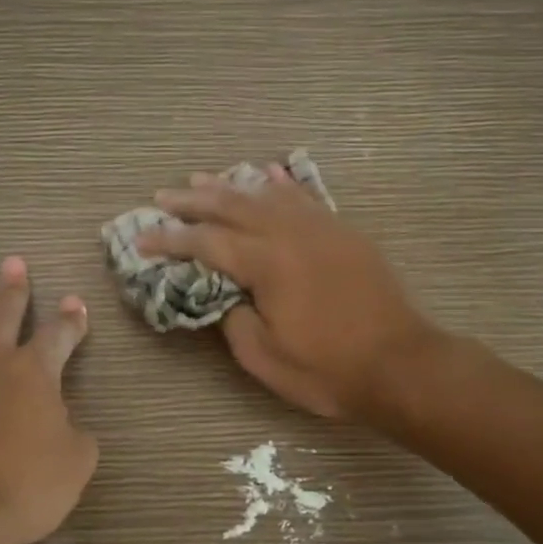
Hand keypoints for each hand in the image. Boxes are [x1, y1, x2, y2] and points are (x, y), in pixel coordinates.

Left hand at [0, 257, 97, 543]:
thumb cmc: (25, 483)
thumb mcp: (74, 464)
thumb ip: (75, 438)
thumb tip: (66, 428)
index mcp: (34, 373)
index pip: (58, 336)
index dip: (71, 320)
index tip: (76, 301)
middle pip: (3, 317)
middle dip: (12, 291)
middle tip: (13, 264)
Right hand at [138, 166, 436, 419]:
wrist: (401, 365)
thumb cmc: (328, 369)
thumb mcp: (264, 357)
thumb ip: (232, 318)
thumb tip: (224, 295)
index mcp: (266, 262)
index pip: (205, 242)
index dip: (169, 239)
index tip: (141, 238)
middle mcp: (290, 233)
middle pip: (232, 206)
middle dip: (192, 200)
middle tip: (162, 196)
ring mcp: (321, 228)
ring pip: (267, 194)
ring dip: (231, 186)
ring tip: (202, 178)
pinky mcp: (344, 233)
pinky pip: (305, 197)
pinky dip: (281, 184)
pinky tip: (268, 174)